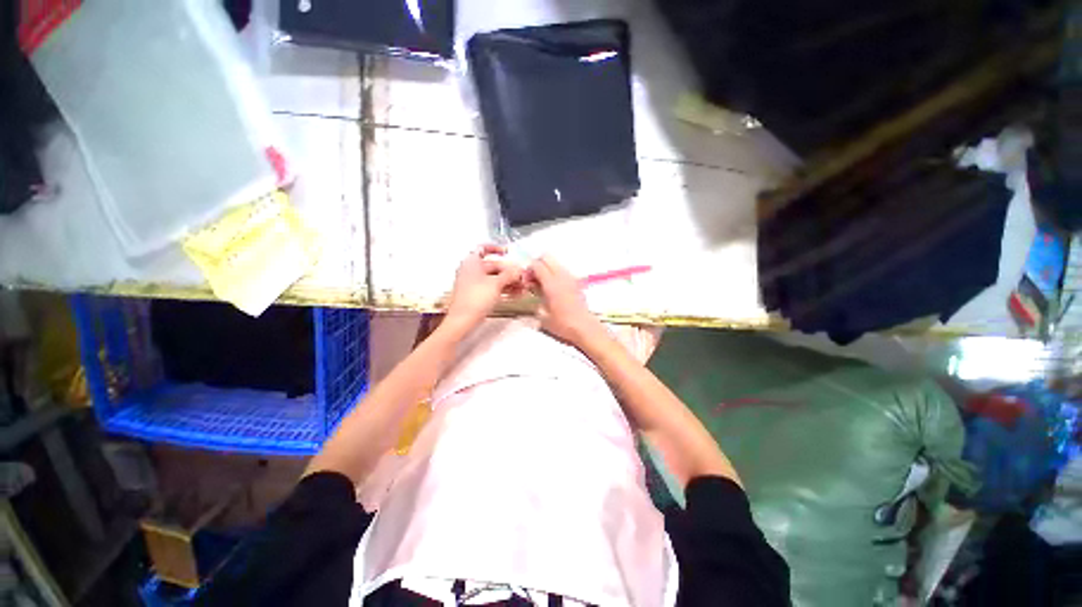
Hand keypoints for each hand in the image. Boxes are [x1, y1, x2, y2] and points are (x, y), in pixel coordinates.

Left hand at [445, 244, 524, 332]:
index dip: (496, 248)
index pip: (483, 248)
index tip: (507, 251)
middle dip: (509, 270)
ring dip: (509, 281)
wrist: (464, 320)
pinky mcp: (477, 295)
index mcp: (472, 262)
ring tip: (523, 286)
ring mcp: (474, 284)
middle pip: (493, 266)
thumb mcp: (496, 283)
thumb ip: (509, 274)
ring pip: (495, 278)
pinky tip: (516, 294)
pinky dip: (504, 289)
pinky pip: (493, 288)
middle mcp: (471, 271)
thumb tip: (518, 269)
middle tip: (521, 275)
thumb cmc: (476, 298)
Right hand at [527, 255, 605, 347]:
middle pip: (547, 257)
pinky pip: (563, 270)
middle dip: (537, 264)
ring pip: (555, 262)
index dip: (528, 270)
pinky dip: (555, 273)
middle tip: (533, 278)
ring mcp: (571, 277)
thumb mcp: (542, 315)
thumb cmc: (562, 324)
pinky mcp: (576, 282)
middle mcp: (562, 276)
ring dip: (547, 268)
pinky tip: (553, 288)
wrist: (585, 328)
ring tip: (543, 284)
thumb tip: (532, 288)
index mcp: (552, 283)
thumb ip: (535, 298)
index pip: (537, 264)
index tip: (526, 281)